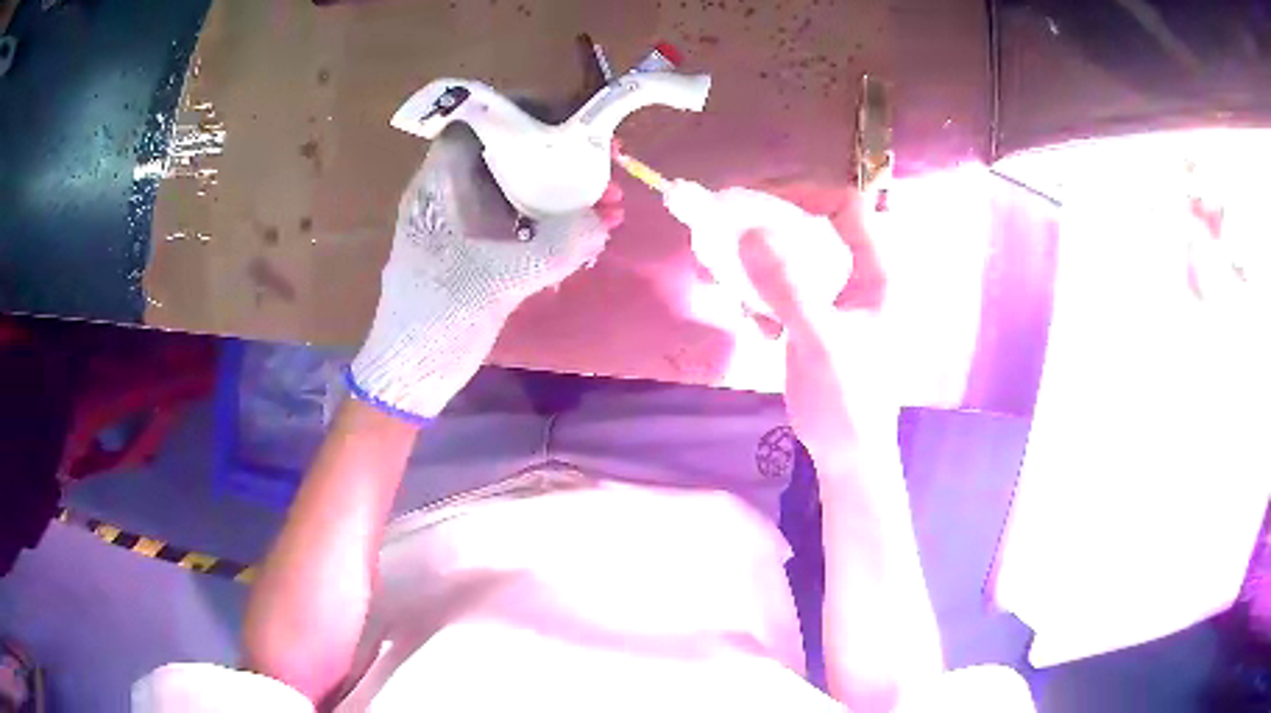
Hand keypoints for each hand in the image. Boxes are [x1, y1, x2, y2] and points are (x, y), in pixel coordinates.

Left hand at [348, 125, 624, 419]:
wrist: (411, 372)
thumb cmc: (437, 320)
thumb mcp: (496, 281)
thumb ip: (554, 248)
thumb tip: (602, 221)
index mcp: (440, 185)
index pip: (484, 122)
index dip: (530, 113)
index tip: (575, 123)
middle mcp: (452, 193)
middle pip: (510, 152)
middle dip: (563, 156)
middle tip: (609, 168)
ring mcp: (465, 222)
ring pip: (521, 188)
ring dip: (566, 192)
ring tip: (612, 208)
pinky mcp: (479, 249)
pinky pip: (522, 220)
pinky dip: (555, 222)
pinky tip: (590, 234)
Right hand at [734, 186, 897, 456]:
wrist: (847, 457)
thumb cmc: (848, 402)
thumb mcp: (819, 343)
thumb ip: (787, 287)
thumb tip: (748, 231)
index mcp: (878, 273)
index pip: (847, 206)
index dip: (804, 193)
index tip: (756, 203)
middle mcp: (859, 277)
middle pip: (815, 226)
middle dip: (769, 222)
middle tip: (725, 224)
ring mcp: (836, 298)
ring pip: (795, 256)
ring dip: (757, 257)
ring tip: (720, 265)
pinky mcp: (814, 319)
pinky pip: (783, 287)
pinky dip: (758, 290)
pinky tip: (746, 315)